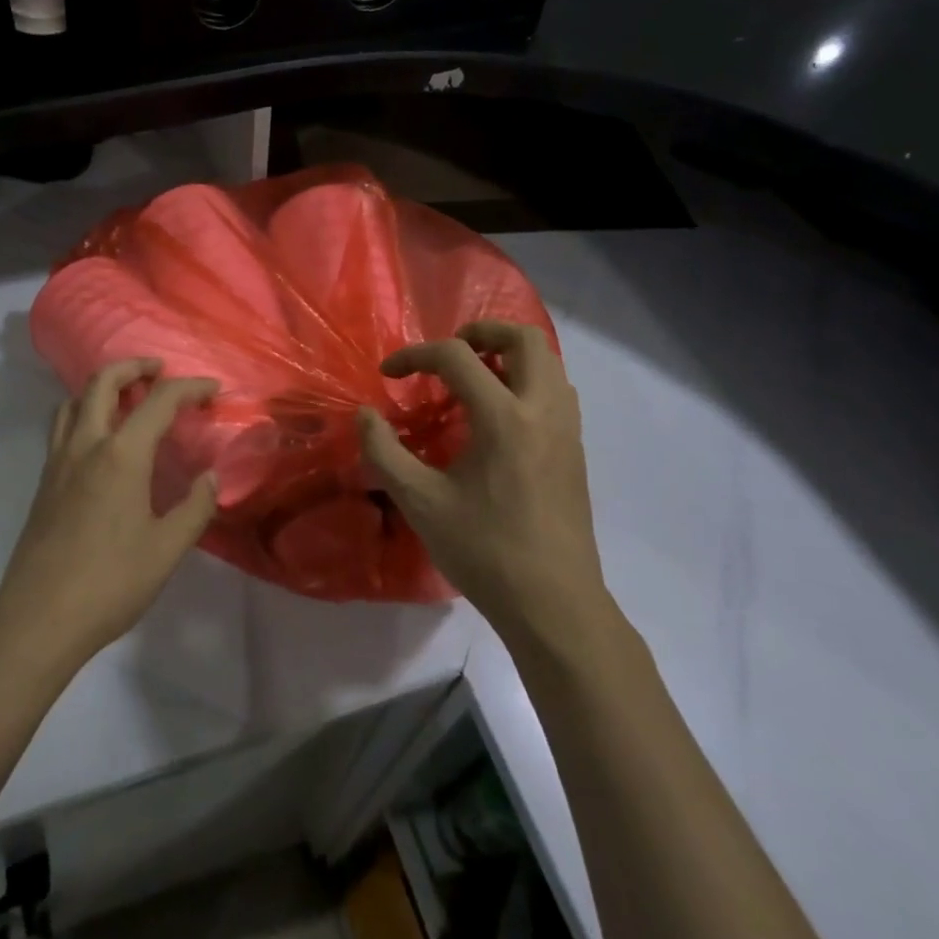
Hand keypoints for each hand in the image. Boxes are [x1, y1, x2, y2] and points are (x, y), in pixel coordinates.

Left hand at [0, 359, 219, 673]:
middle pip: (103, 382)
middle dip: (133, 365)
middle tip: (159, 370)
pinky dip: (83, 410)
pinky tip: (99, 439)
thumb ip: (195, 508)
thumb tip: (211, 477)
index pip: (159, 401)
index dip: (190, 387)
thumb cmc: (109, 584)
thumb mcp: (166, 550)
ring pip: (74, 400)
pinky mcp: (44, 482)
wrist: (38, 620)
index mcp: (121, 455)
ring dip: (102, 385)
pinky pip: (62, 426)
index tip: (213, 388)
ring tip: (127, 397)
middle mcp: (85, 445)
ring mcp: (58, 462)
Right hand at [358, 322, 611, 652]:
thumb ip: (384, 451)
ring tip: (472, 379)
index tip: (389, 374)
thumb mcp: (419, 501)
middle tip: (447, 355)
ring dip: (508, 355)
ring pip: (547, 361)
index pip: (456, 356)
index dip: (415, 355)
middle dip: (480, 332)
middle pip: (523, 337)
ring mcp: (566, 429)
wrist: (554, 605)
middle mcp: (542, 410)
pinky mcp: (575, 450)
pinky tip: (498, 415)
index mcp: (503, 417)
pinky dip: (527, 380)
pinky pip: (555, 390)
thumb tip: (364, 415)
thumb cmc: (484, 550)